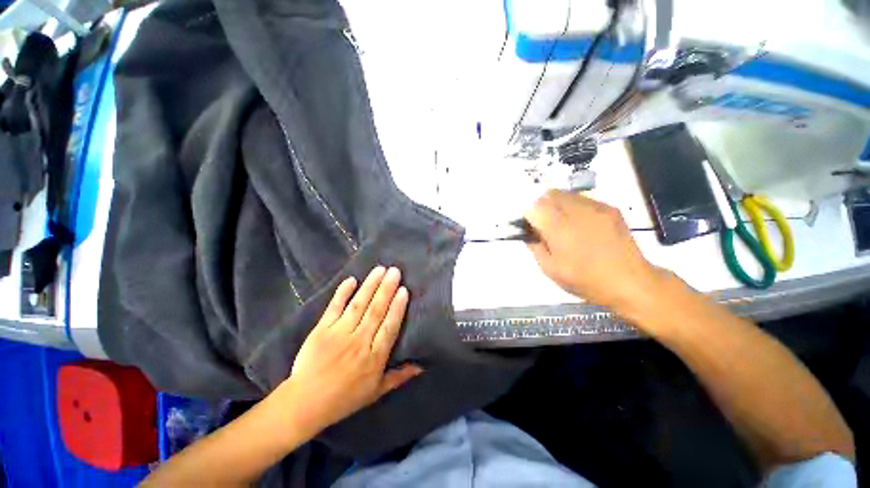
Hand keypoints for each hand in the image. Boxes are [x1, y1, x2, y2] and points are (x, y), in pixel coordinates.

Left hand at [276, 266, 421, 433]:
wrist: (305, 403)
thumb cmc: (344, 398)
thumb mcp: (376, 392)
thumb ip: (399, 376)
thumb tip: (422, 366)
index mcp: (374, 357)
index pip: (389, 326)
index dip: (397, 307)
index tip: (404, 290)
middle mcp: (359, 341)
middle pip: (376, 310)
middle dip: (386, 289)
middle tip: (395, 271)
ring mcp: (339, 333)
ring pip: (359, 304)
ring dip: (370, 285)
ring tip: (380, 269)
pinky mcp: (322, 329)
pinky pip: (334, 307)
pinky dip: (343, 293)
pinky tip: (352, 279)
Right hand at [524, 190, 663, 312]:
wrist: (629, 281)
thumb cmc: (585, 279)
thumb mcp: (551, 270)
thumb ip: (535, 248)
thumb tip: (529, 234)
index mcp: (559, 229)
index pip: (534, 208)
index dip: (528, 215)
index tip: (530, 226)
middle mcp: (576, 212)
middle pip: (549, 195)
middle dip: (541, 206)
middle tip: (544, 223)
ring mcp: (595, 207)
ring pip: (566, 194)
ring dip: (557, 204)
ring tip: (562, 222)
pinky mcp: (609, 208)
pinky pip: (583, 199)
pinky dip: (574, 206)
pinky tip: (580, 224)